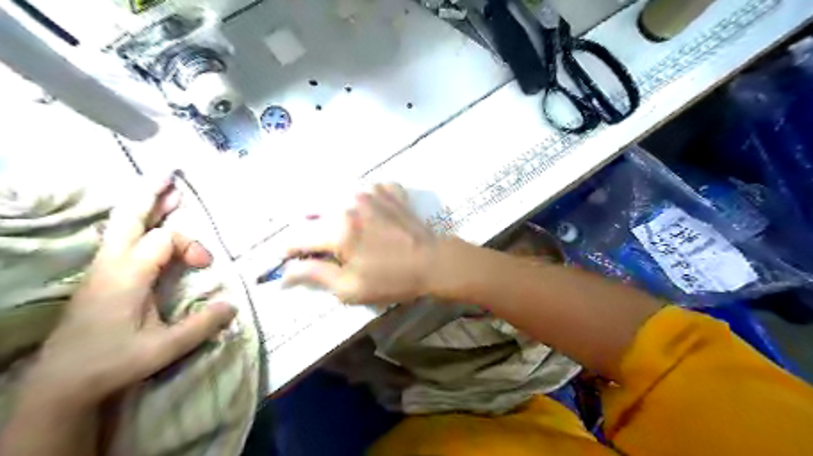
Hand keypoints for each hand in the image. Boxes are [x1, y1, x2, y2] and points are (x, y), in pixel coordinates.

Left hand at [24, 175, 234, 409]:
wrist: (61, 382)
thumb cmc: (113, 362)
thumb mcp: (164, 348)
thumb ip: (201, 325)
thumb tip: (233, 305)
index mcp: (127, 276)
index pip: (165, 239)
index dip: (192, 245)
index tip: (206, 265)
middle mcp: (111, 264)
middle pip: (129, 218)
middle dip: (151, 195)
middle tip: (171, 175)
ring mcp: (102, 269)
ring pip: (122, 225)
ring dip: (146, 206)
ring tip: (167, 191)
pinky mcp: (101, 277)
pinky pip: (121, 238)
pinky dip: (138, 222)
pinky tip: (149, 223)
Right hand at [283, 183, 437, 303]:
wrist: (433, 262)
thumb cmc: (391, 279)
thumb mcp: (350, 288)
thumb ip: (314, 275)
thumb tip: (284, 273)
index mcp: (337, 229)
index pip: (297, 236)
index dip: (288, 250)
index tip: (289, 259)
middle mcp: (348, 202)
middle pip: (312, 208)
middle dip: (308, 226)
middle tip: (318, 244)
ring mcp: (370, 191)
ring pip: (335, 194)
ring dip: (331, 209)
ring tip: (340, 226)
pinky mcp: (387, 189)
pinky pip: (363, 188)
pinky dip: (360, 199)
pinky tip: (366, 211)